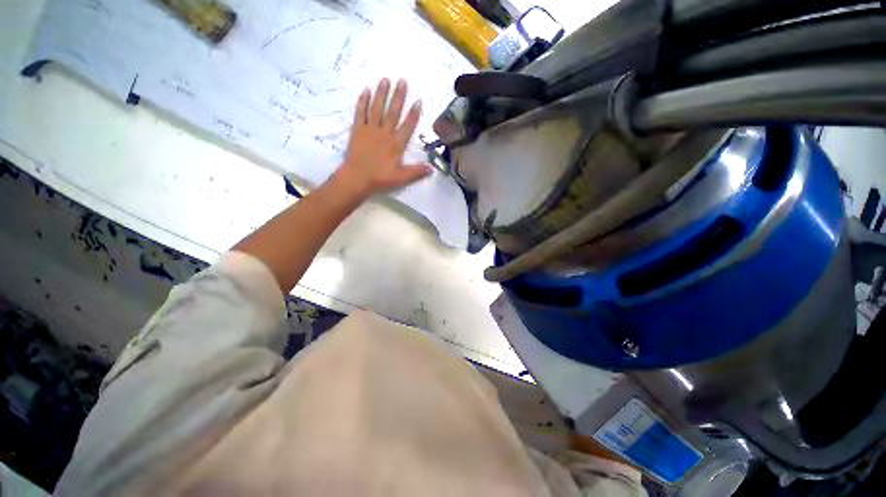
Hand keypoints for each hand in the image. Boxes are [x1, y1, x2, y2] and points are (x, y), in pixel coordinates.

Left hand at [333, 78, 431, 198]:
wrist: (357, 178)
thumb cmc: (380, 178)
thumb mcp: (401, 178)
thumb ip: (416, 171)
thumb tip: (432, 168)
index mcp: (396, 144)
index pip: (407, 126)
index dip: (414, 113)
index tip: (418, 100)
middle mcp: (385, 133)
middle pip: (393, 112)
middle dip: (399, 96)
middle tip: (402, 80)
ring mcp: (370, 130)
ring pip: (377, 108)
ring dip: (382, 93)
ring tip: (386, 79)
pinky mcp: (358, 130)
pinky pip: (360, 113)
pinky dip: (363, 101)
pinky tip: (366, 91)